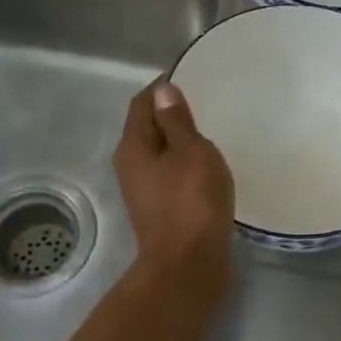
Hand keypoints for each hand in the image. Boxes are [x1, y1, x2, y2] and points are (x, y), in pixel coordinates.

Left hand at [114, 80, 234, 279]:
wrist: (187, 264)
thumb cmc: (191, 201)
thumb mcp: (190, 151)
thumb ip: (177, 120)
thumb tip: (163, 90)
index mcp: (133, 146)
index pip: (143, 103)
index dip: (162, 87)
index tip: (190, 75)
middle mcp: (130, 166)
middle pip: (148, 128)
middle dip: (171, 113)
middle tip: (205, 101)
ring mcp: (143, 190)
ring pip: (160, 153)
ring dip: (179, 141)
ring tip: (210, 131)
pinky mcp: (159, 209)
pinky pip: (170, 174)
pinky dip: (185, 164)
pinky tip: (207, 166)